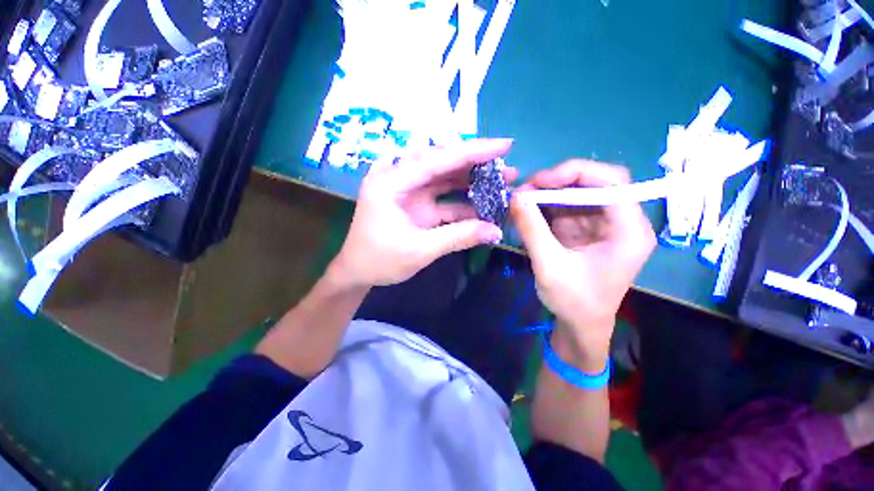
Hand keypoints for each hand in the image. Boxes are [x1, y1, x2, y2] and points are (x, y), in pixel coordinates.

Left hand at [331, 139, 515, 286]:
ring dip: (472, 182)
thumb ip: (459, 237)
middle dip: (476, 165)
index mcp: (391, 183)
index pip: (436, 159)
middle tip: (507, 168)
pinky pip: (443, 198)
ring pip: (445, 179)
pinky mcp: (416, 204)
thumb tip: (496, 231)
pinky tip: (483, 205)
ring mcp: (408, 192)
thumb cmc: (380, 260)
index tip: (504, 145)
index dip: (472, 151)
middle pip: (442, 164)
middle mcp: (399, 179)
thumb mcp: (420, 250)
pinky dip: (463, 202)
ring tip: (502, 182)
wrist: (358, 273)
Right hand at [511, 160, 654, 367]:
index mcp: (629, 231)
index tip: (541, 181)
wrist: (580, 326)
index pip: (612, 182)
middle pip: (594, 183)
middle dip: (557, 182)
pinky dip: (545, 207)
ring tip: (520, 200)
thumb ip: (532, 229)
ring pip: (577, 194)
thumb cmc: (573, 302)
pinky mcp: (585, 230)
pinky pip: (566, 208)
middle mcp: (621, 222)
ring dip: (548, 194)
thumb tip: (514, 196)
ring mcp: (602, 225)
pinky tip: (527, 212)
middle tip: (525, 190)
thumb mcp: (549, 266)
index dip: (576, 173)